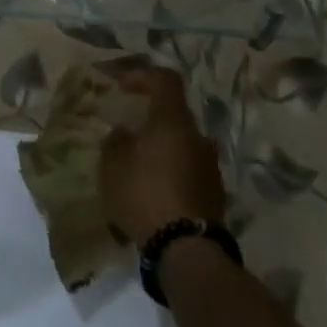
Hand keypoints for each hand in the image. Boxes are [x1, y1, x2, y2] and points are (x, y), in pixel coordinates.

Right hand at [99, 68, 225, 247]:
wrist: (186, 249)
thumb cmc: (144, 194)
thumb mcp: (113, 165)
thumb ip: (116, 142)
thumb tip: (124, 133)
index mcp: (173, 122)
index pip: (165, 80)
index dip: (142, 76)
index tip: (121, 87)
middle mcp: (197, 137)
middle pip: (174, 114)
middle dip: (149, 118)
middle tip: (126, 129)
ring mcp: (210, 166)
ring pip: (182, 142)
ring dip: (161, 145)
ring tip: (136, 162)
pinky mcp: (214, 192)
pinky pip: (188, 167)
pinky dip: (170, 168)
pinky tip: (151, 186)